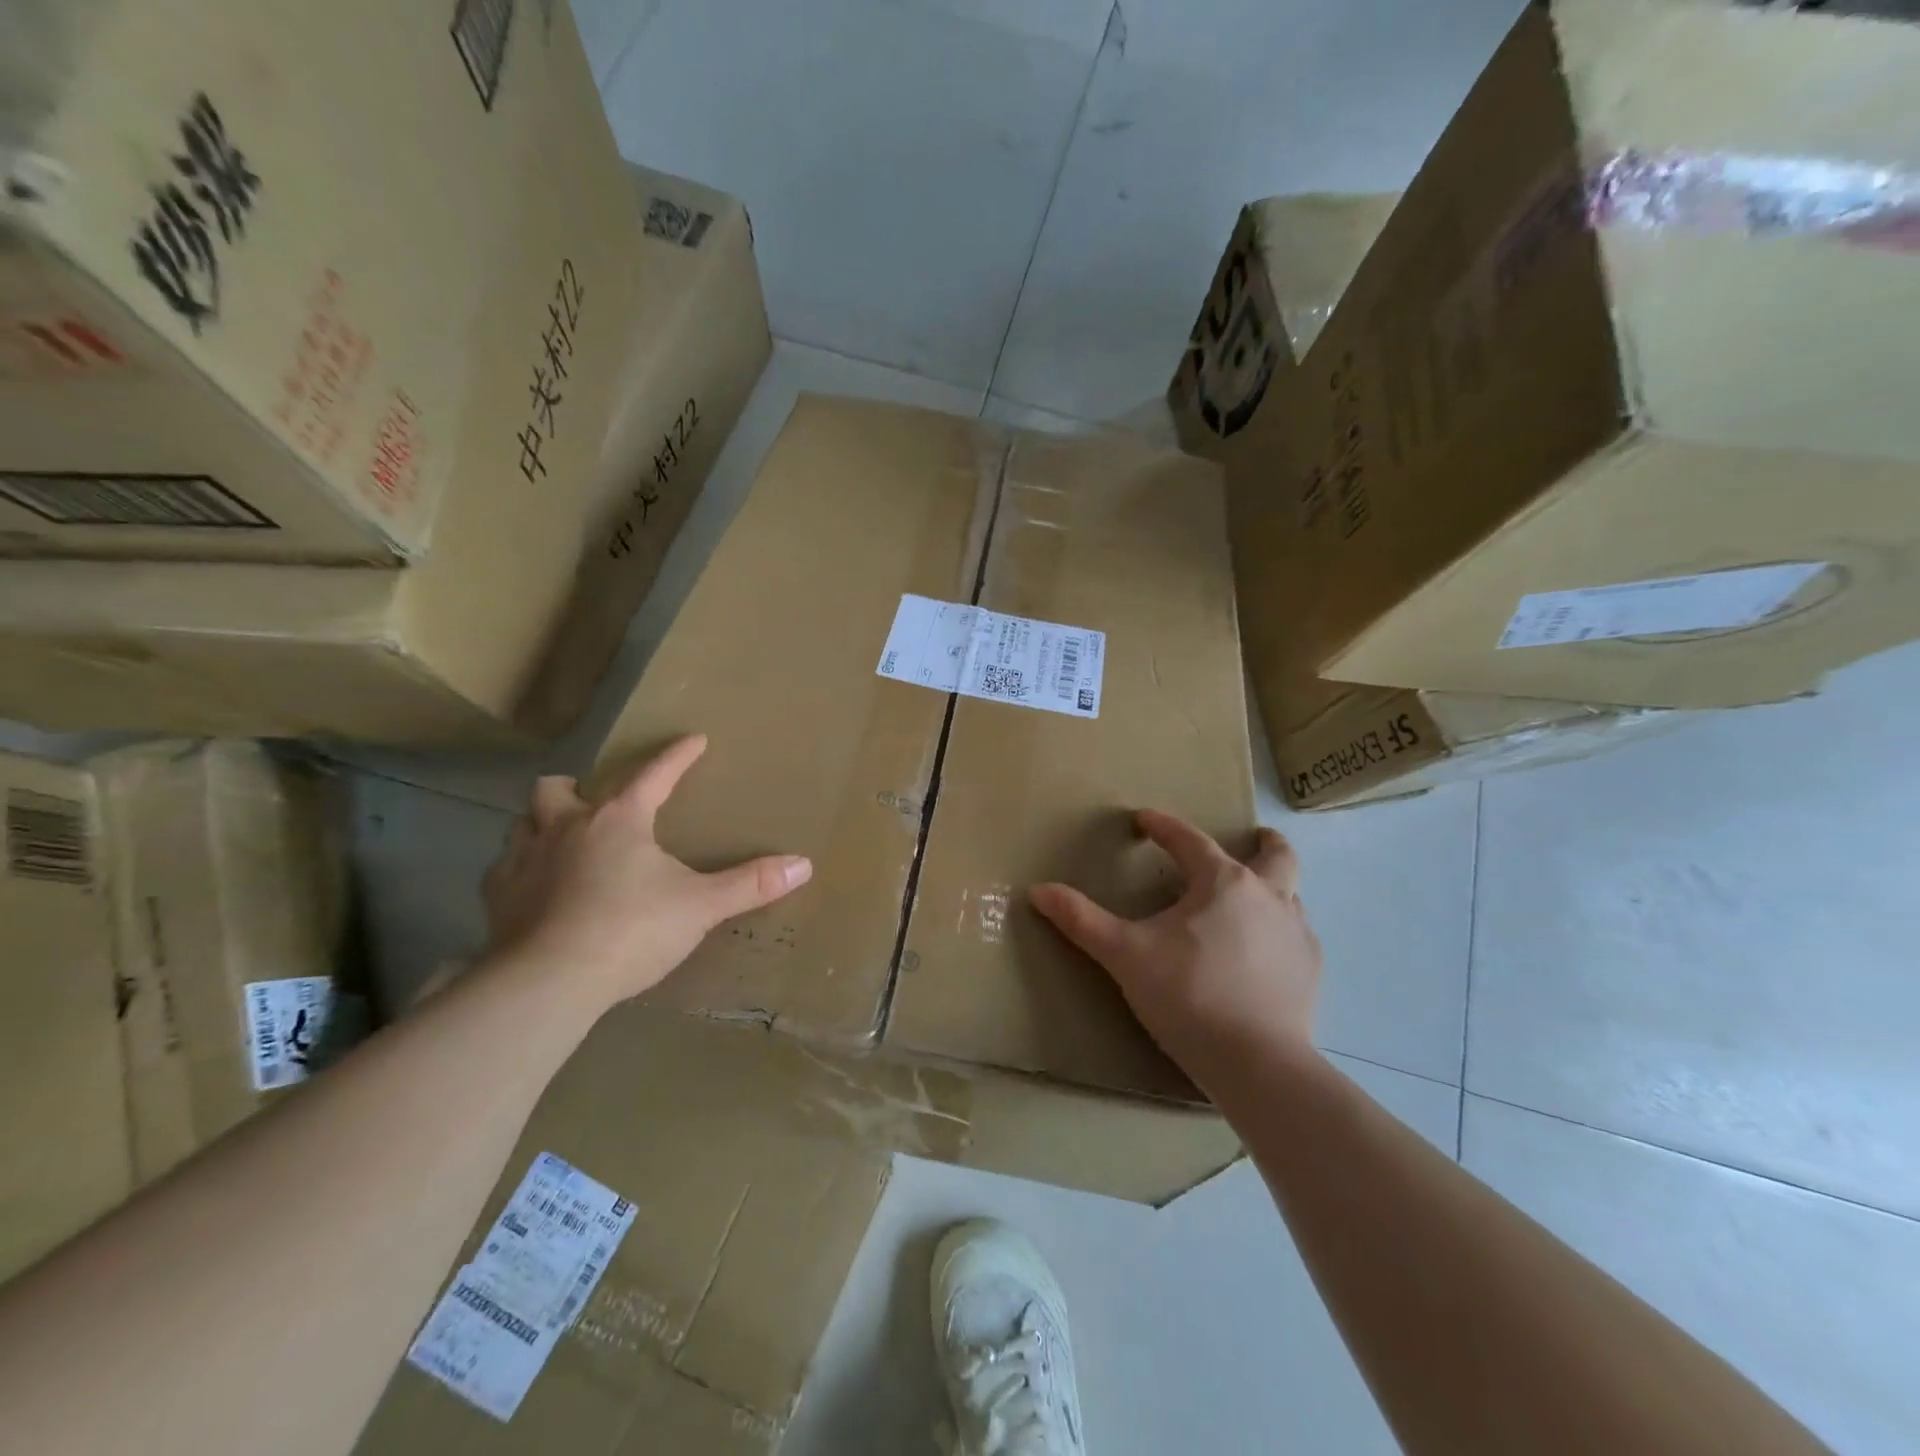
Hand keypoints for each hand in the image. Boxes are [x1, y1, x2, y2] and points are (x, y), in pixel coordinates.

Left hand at [482, 735, 811, 1005]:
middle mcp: (567, 828)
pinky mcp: (497, 900)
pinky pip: (503, 870)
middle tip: (594, 800)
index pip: (655, 774)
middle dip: (576, 786)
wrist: (550, 982)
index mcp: (620, 820)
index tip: (694, 740)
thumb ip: (751, 883)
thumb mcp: (701, 906)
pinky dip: (519, 871)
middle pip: (559, 788)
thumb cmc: (632, 930)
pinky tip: (533, 889)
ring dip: (541, 825)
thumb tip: (804, 864)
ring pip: (523, 824)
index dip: (678, 756)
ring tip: (560, 841)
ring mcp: (524, 862)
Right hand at [1029, 811, 1321, 1087]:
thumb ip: (1081, 920)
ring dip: (1273, 886)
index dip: (1163, 826)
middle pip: (1276, 854)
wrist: (1258, 1064)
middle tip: (1252, 837)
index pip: (1190, 840)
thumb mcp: (1124, 955)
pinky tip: (1263, 954)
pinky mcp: (1310, 971)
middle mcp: (1268, 896)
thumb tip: (1038, 890)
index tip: (1144, 819)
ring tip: (1250, 900)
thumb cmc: (1188, 996)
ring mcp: (1295, 934)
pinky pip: (1296, 935)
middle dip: (1263, 841)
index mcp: (1223, 883)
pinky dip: (1279, 931)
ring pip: (1291, 893)